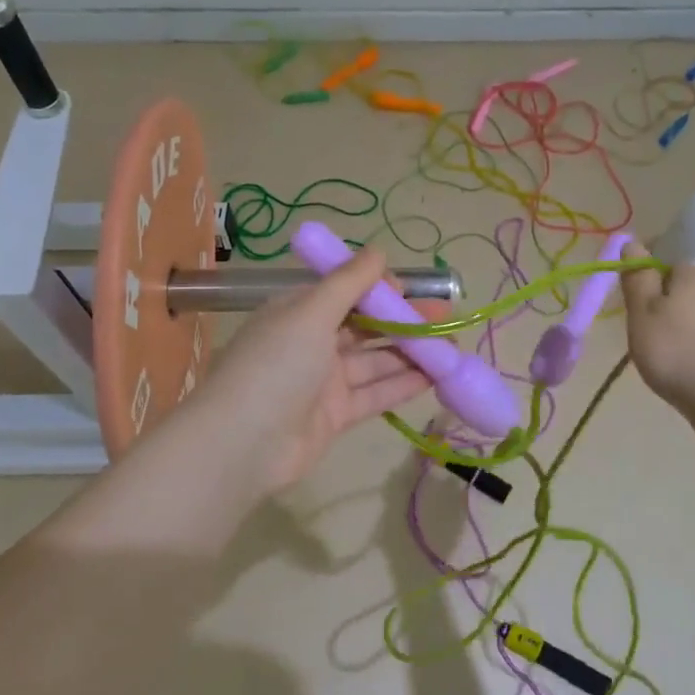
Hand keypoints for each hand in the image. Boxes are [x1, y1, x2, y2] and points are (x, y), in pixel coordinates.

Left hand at [182, 245, 432, 498]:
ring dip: (411, 353)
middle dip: (404, 320)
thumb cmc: (276, 365)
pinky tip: (434, 377)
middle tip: (446, 316)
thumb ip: (349, 282)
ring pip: (374, 361)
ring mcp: (323, 382)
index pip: (344, 292)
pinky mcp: (335, 416)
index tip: (414, 289)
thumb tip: (379, 251)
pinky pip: (374, 394)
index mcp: (298, 312)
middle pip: (365, 326)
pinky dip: (402, 384)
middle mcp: (310, 343)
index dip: (379, 289)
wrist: (243, 443)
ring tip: (451, 347)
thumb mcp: (311, 312)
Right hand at [620, 240, 694, 414]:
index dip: (656, 280)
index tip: (643, 304)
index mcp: (691, 278)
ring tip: (692, 342)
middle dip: (685, 297)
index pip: (672, 265)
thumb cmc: (674, 352)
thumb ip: (637, 279)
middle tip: (665, 326)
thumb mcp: (641, 315)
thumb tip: (633, 242)